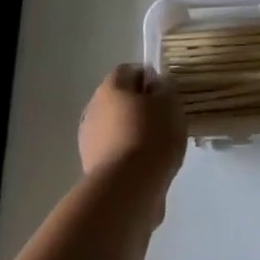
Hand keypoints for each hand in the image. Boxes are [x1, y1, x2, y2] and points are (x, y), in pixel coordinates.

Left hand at [79, 65, 186, 205]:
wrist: (128, 188)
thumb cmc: (152, 136)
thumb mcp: (170, 103)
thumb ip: (165, 88)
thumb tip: (155, 85)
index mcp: (111, 87)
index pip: (129, 71)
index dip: (149, 79)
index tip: (166, 95)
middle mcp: (94, 108)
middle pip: (119, 99)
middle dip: (139, 107)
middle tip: (163, 120)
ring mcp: (89, 139)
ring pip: (115, 126)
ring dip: (132, 132)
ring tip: (156, 147)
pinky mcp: (92, 166)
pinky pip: (114, 151)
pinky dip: (127, 154)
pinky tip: (145, 166)